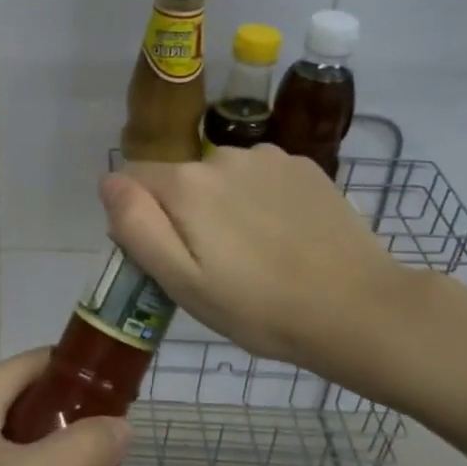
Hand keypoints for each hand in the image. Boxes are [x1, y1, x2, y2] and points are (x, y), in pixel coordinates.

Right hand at [100, 145, 423, 400]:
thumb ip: (135, 225)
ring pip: (220, 177)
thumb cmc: (258, 307)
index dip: (139, 218)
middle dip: (183, 214)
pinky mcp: (305, 167)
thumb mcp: (180, 281)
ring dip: (222, 205)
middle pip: (179, 180)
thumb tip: (108, 181)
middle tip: (213, 266)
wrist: (358, 309)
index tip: (166, 257)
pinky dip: (259, 200)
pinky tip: (283, 236)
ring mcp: (269, 158)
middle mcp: (223, 155)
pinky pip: (259, 177)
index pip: (134, 180)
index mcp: (187, 184)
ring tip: (253, 253)